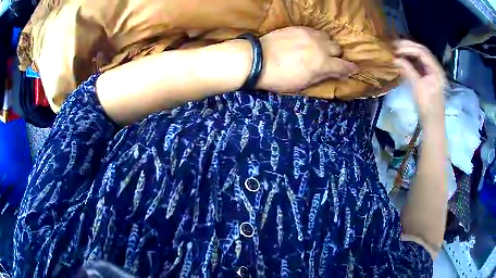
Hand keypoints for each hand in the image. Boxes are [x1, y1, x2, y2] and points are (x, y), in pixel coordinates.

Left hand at [256, 27, 358, 91]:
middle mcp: (320, 47)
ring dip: (327, 44)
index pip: (344, 66)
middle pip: (338, 48)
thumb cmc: (280, 78)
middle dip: (336, 56)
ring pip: (327, 37)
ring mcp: (310, 35)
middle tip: (330, 60)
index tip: (354, 69)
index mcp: (323, 64)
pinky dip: (316, 37)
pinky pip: (315, 31)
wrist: (257, 59)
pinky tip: (309, 42)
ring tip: (319, 49)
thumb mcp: (303, 84)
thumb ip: (322, 76)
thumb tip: (335, 73)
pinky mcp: (299, 28)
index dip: (351, 68)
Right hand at [393, 40, 446, 120]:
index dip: (408, 47)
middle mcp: (435, 67)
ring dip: (409, 51)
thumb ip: (408, 70)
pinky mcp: (428, 76)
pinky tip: (403, 58)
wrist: (433, 122)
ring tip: (397, 50)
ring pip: (420, 56)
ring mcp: (432, 71)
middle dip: (408, 46)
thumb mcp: (418, 87)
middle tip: (394, 46)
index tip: (395, 48)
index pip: (422, 52)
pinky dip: (411, 59)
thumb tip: (395, 58)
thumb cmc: (427, 106)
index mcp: (435, 69)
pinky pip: (419, 63)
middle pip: (421, 51)